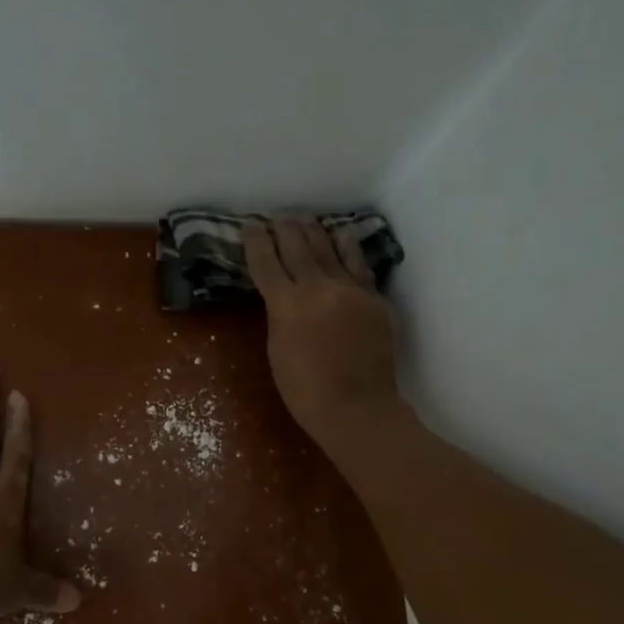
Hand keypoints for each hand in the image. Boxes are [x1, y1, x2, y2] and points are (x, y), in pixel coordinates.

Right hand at [243, 216, 401, 445]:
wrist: (357, 407)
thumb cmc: (305, 391)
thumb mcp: (277, 349)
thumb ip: (280, 315)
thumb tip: (285, 295)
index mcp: (286, 304)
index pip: (265, 262)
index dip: (255, 240)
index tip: (249, 224)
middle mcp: (318, 288)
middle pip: (298, 246)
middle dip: (284, 227)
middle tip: (277, 215)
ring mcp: (350, 290)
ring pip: (330, 248)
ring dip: (314, 230)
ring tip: (305, 218)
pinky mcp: (374, 298)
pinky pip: (358, 265)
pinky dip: (348, 247)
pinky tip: (343, 235)